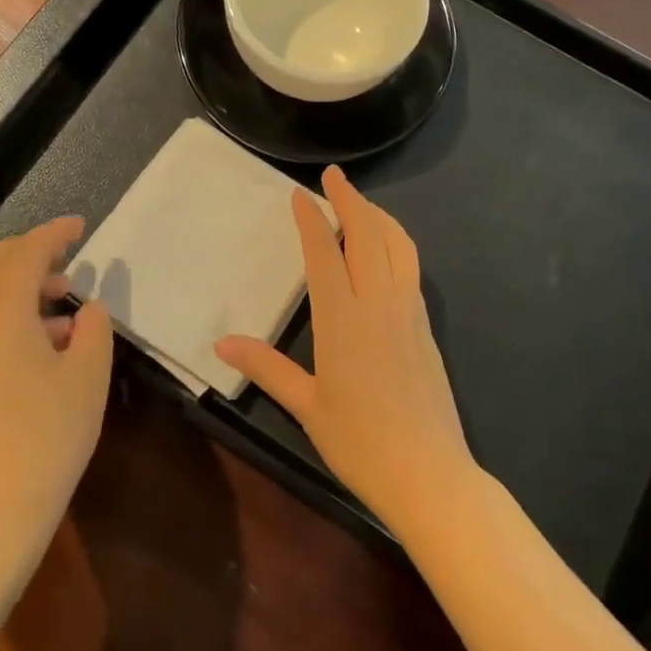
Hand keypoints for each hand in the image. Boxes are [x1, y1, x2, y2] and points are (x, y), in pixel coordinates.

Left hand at [0, 218, 112, 583]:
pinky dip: (4, 311)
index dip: (55, 232)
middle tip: (69, 264)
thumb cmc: (46, 436)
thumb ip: (94, 328)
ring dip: (17, 284)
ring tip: (62, 307)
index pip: (26, 251)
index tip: (80, 224)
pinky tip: (39, 344)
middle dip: (30, 253)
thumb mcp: (88, 376)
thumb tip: (85, 309)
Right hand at [215, 166, 472, 534]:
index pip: (325, 253)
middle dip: (350, 200)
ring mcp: (409, 312)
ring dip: (378, 216)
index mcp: (342, 319)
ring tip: (361, 203)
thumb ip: (266, 368)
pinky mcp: (427, 327)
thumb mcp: (306, 406)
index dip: (311, 219)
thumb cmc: (360, 443)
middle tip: (334, 176)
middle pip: (367, 235)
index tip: (300, 194)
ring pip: (398, 246)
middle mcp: (378, 304)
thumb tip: (221, 343)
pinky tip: (386, 249)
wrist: (429, 473)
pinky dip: (396, 242)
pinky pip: (411, 267)